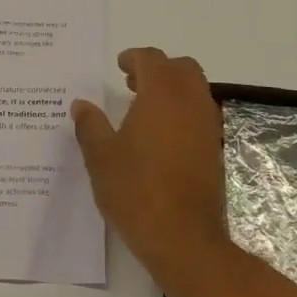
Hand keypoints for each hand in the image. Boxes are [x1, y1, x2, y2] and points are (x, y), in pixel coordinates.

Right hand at [71, 48, 230, 278]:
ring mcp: (208, 127)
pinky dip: (183, 112)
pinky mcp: (215, 150)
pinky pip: (201, 115)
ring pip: (195, 90)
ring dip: (172, 90)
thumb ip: (90, 125)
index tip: (119, 66)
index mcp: (162, 95)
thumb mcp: (101, 157)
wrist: (183, 239)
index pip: (152, 59)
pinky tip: (160, 137)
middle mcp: (191, 103)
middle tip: (132, 83)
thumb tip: (81, 105)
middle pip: (181, 68)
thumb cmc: (136, 191)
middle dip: (158, 69)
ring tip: (144, 110)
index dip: (134, 58)